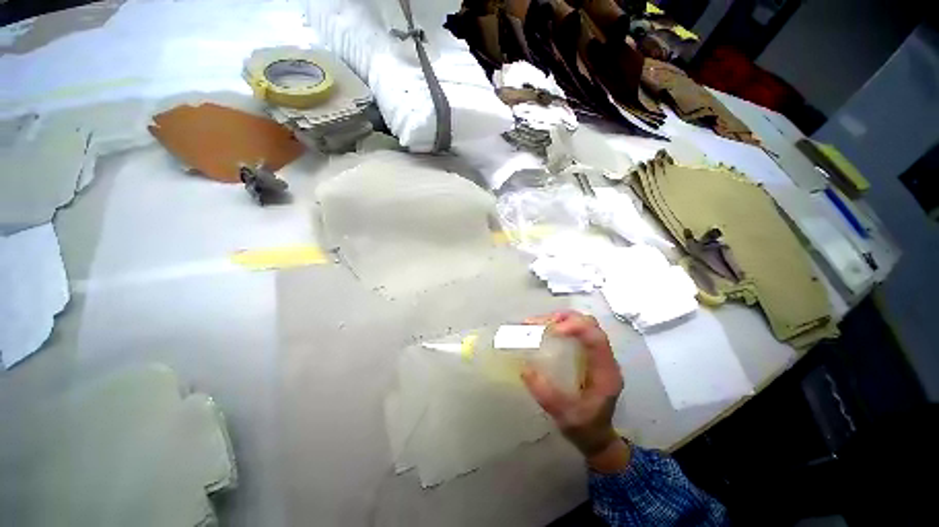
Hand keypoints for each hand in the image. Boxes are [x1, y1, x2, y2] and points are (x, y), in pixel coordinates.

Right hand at [521, 311, 629, 471]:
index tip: (553, 329)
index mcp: (605, 371)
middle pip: (590, 324)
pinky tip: (545, 330)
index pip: (596, 338)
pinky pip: (577, 331)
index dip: (576, 327)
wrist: (597, 437)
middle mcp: (605, 358)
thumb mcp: (564, 415)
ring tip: (537, 324)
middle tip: (539, 323)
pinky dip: (560, 325)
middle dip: (564, 319)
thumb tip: (525, 369)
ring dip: (560, 319)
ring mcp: (597, 354)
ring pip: (583, 324)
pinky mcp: (588, 354)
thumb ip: (546, 395)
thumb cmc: (584, 427)